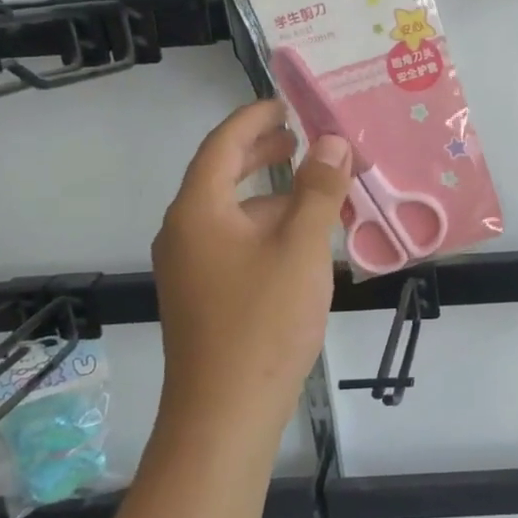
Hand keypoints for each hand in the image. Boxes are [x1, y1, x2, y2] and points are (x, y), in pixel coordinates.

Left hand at [151, 100, 351, 443]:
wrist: (226, 411)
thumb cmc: (264, 321)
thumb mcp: (301, 248)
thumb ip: (318, 190)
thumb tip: (332, 141)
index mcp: (198, 211)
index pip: (222, 145)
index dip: (254, 120)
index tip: (286, 105)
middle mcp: (185, 232)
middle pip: (222, 176)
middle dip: (262, 153)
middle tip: (301, 138)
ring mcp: (191, 267)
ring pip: (232, 213)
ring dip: (271, 195)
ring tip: (317, 189)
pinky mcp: (204, 296)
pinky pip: (235, 243)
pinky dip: (267, 228)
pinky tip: (303, 241)